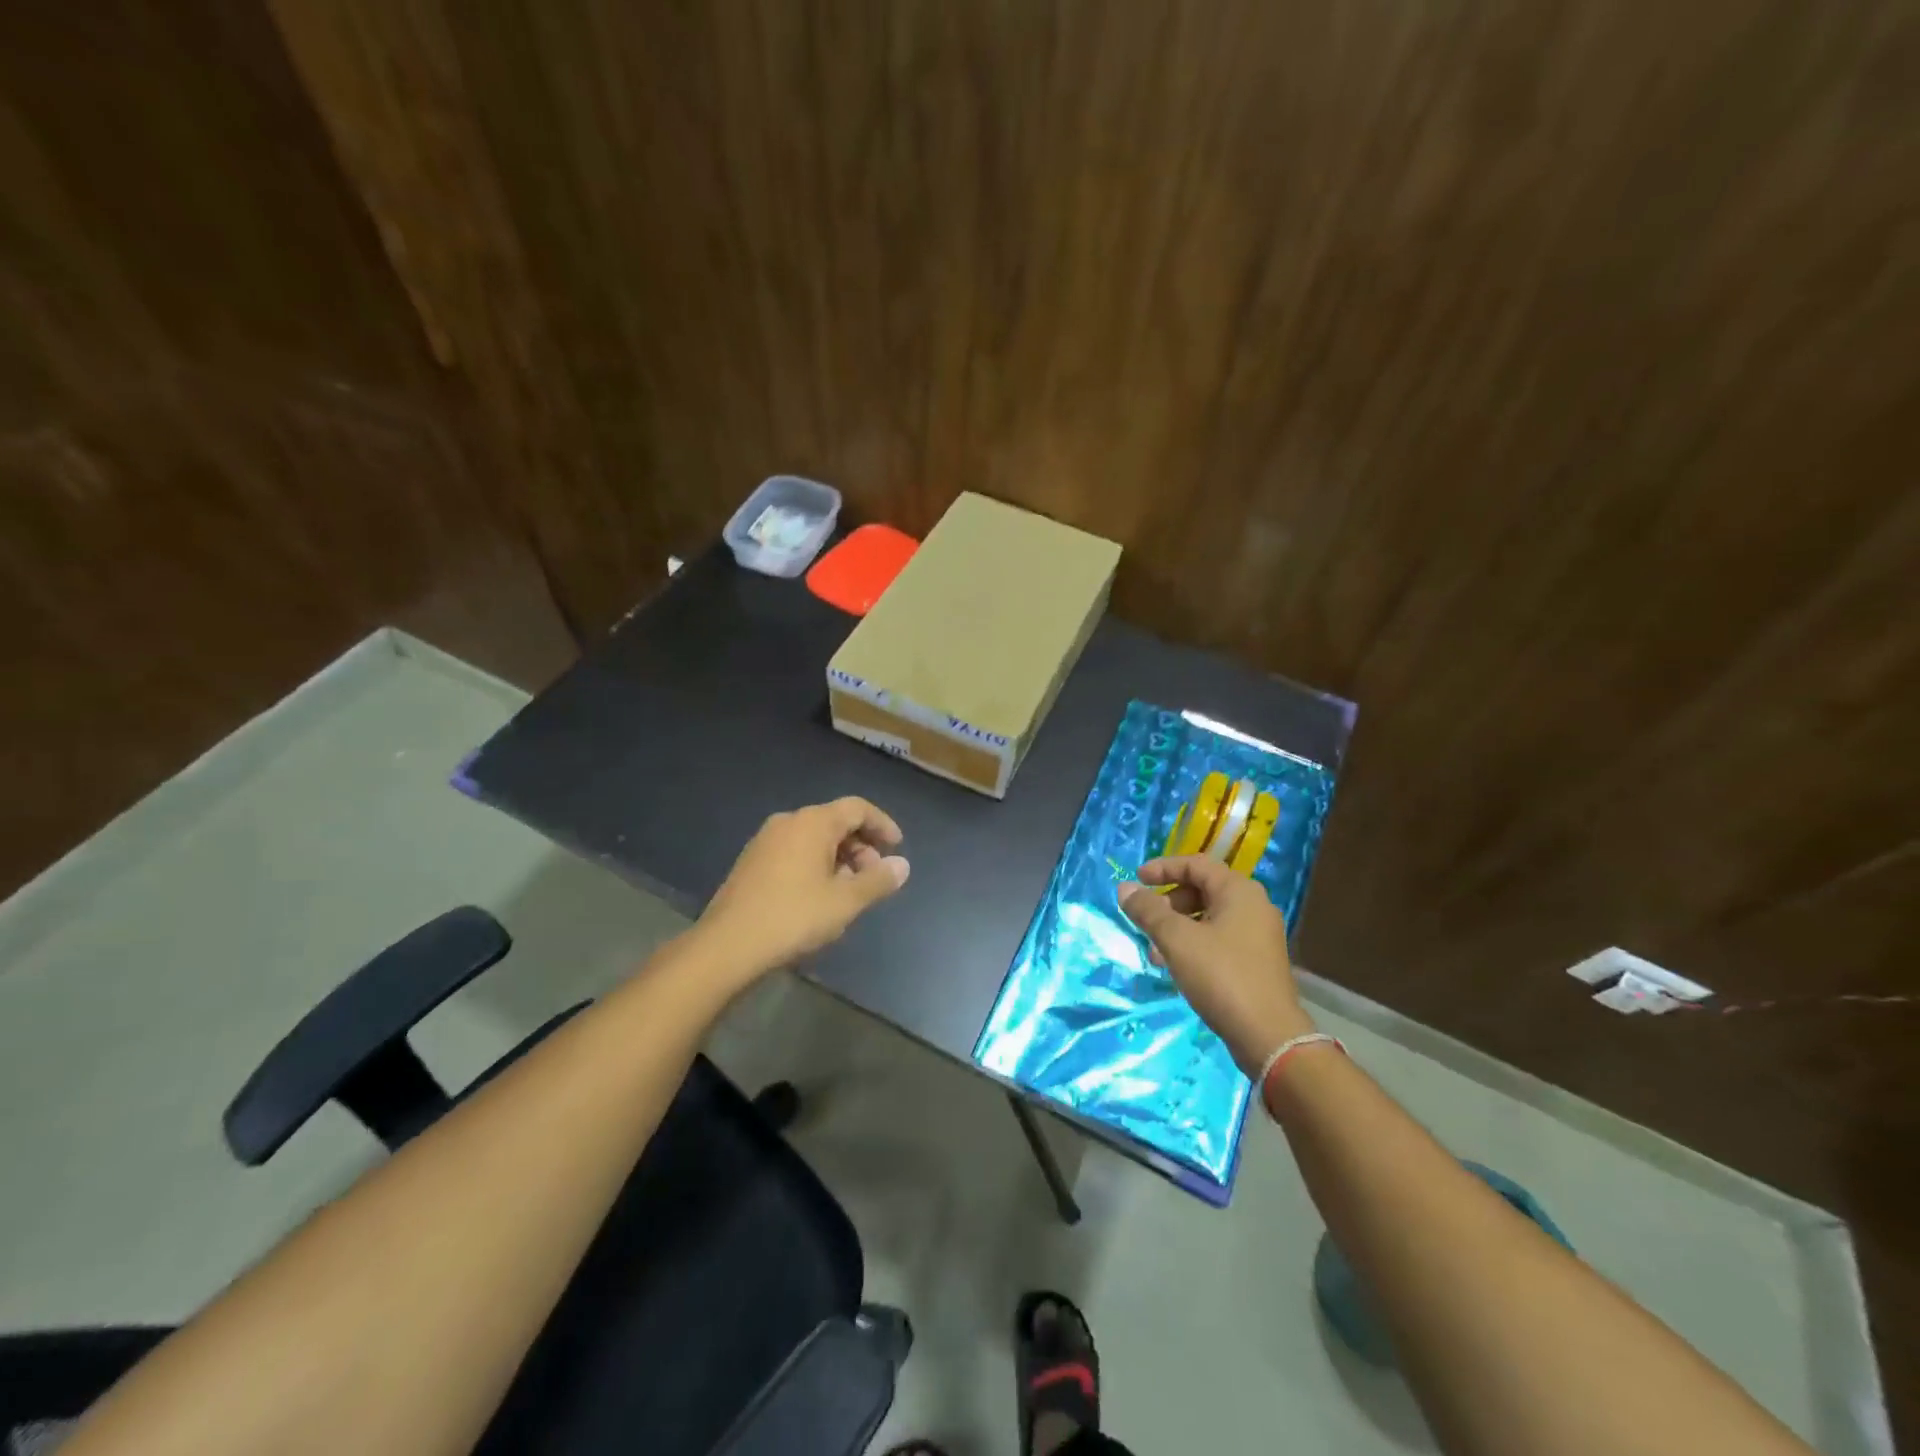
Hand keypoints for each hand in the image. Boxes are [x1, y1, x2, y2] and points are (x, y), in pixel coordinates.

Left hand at [693, 797, 909, 985]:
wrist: (727, 946)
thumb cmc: (793, 917)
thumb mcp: (845, 902)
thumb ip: (877, 880)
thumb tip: (902, 865)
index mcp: (813, 823)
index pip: (857, 808)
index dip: (882, 824)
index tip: (897, 847)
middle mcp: (788, 822)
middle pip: (835, 821)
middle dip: (861, 845)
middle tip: (874, 876)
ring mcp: (765, 841)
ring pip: (814, 838)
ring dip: (839, 857)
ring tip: (849, 891)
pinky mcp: (752, 862)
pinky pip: (794, 851)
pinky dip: (816, 864)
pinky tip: (819, 896)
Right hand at [1118, 856, 1312, 1075]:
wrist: (1268, 1035)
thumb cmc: (1221, 976)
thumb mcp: (1176, 940)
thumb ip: (1148, 910)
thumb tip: (1124, 888)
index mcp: (1239, 891)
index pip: (1196, 864)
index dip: (1163, 868)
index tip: (1137, 880)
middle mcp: (1253, 906)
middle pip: (1202, 889)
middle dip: (1168, 902)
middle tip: (1146, 920)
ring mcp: (1258, 935)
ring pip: (1209, 917)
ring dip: (1177, 927)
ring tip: (1155, 952)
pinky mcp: (1257, 961)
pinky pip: (1219, 939)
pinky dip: (1194, 944)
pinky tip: (1176, 967)